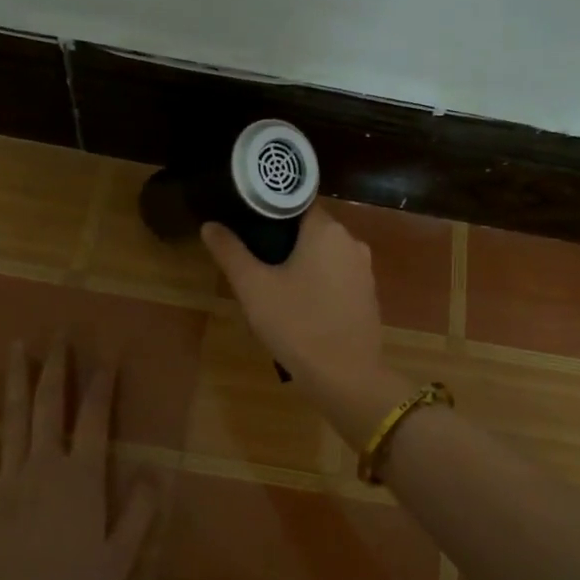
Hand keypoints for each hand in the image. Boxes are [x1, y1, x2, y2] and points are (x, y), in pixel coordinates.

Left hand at [0, 339, 156, 579]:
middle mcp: (46, 464)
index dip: (104, 384)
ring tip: (20, 344)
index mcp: (83, 477)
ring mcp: (7, 476)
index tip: (109, 356)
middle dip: (58, 366)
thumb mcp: (120, 557)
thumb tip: (156, 472)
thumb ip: (140, 511)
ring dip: (19, 377)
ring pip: (16, 415)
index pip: (97, 418)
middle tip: (60, 333)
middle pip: (53, 404)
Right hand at [202, 209, 410, 446]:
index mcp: (326, 230)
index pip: (295, 202)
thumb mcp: (253, 288)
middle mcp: (351, 241)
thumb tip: (210, 225)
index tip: (246, 224)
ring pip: (324, 253)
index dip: (269, 210)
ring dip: (301, 262)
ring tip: (273, 283)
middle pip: (310, 228)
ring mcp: (364, 269)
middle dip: (283, 240)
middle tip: (254, 259)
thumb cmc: (297, 325)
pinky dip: (318, 281)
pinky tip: (300, 304)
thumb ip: (231, 252)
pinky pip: (337, 275)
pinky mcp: (368, 294)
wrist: (346, 377)